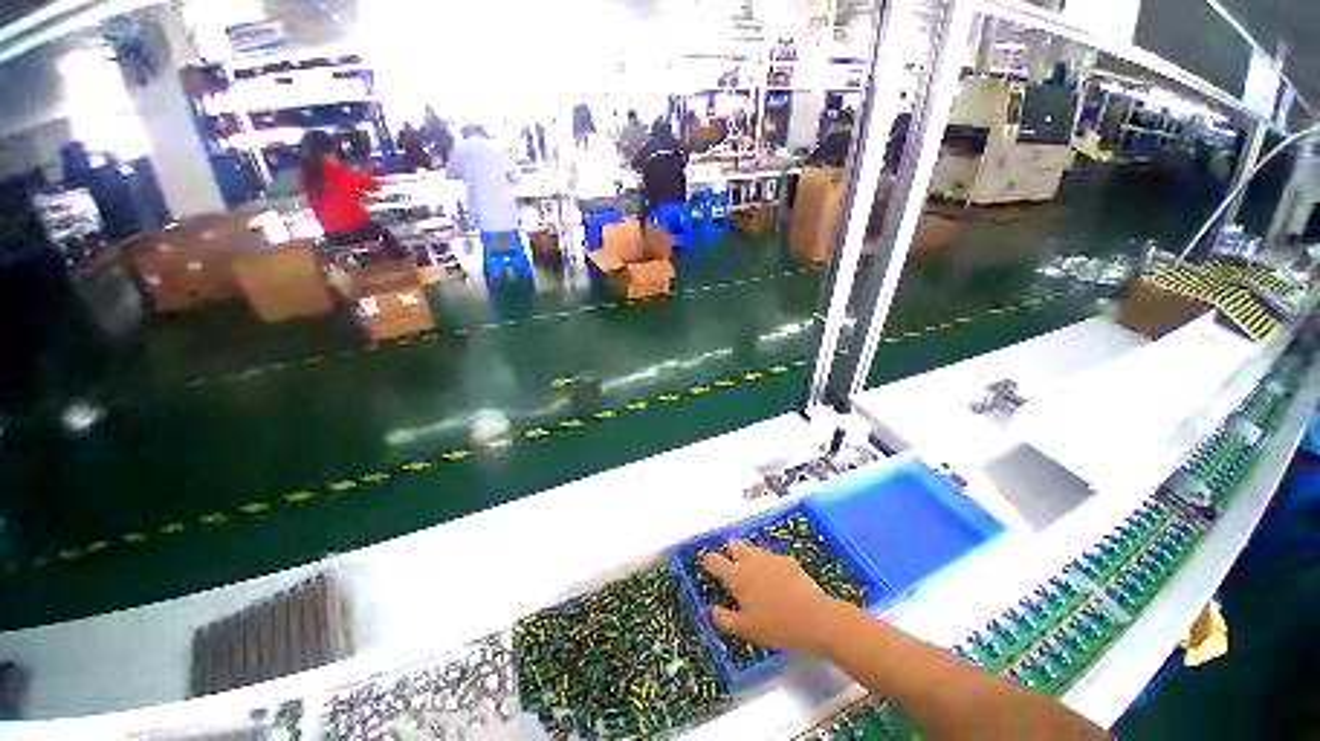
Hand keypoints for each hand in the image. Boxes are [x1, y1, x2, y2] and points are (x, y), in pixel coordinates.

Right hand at [700, 538, 848, 652]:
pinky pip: (772, 558)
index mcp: (737, 576)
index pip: (714, 560)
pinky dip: (769, 565)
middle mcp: (751, 561)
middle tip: (732, 566)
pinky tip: (777, 580)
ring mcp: (770, 557)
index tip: (707, 565)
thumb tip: (711, 610)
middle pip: (733, 544)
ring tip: (755, 575)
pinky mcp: (788, 560)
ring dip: (750, 557)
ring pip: (753, 549)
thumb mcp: (746, 630)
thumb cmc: (777, 626)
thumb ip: (725, 619)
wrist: (816, 618)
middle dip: (729, 551)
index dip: (708, 561)